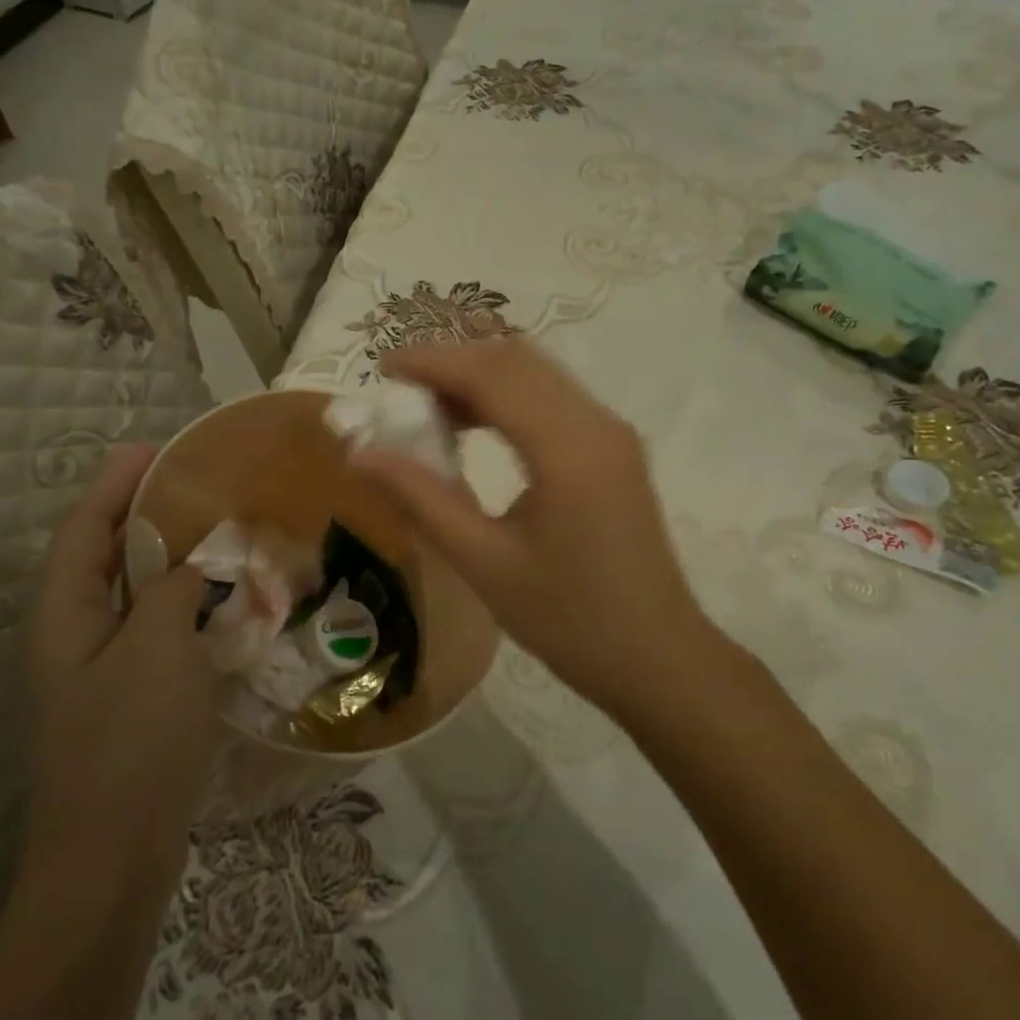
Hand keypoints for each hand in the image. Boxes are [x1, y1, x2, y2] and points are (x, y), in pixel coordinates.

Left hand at [19, 444, 224, 889]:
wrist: (113, 864)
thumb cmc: (129, 745)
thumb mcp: (156, 649)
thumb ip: (173, 589)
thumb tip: (191, 565)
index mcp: (62, 615)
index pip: (84, 528)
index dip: (115, 483)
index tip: (154, 447)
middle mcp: (72, 636)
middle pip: (104, 556)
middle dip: (143, 514)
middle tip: (196, 482)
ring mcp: (99, 672)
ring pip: (133, 595)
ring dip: (168, 559)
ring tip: (215, 529)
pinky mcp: (129, 700)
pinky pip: (155, 631)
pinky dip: (184, 605)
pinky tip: (222, 601)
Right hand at [351, 340, 714, 713]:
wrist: (658, 659)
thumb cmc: (568, 621)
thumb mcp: (484, 563)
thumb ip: (422, 499)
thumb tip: (361, 455)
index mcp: (568, 450)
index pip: (492, 375)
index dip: (434, 361)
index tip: (383, 367)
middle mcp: (596, 424)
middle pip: (516, 360)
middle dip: (454, 363)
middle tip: (402, 392)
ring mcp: (611, 433)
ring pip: (537, 374)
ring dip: (481, 378)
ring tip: (430, 410)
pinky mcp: (614, 448)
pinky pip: (553, 399)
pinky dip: (507, 397)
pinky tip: (476, 429)